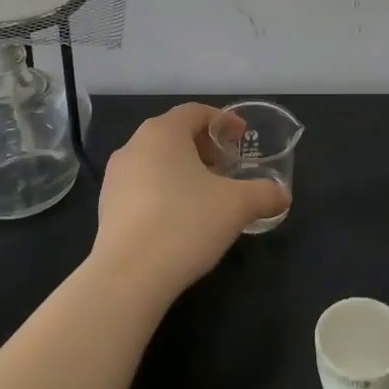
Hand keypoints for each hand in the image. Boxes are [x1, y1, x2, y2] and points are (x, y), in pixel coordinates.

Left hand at [92, 103, 288, 303]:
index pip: (195, 111)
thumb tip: (283, 195)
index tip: (242, 137)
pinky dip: (164, 191)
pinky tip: (180, 219)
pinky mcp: (105, 208)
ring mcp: (115, 178)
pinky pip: (141, 187)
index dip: (223, 121)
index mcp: (163, 132)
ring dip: (183, 169)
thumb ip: (265, 193)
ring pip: (156, 161)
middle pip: (174, 134)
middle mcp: (134, 146)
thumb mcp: (237, 206)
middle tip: (227, 167)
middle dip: (204, 147)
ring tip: (206, 194)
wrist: (128, 277)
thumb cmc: (185, 223)